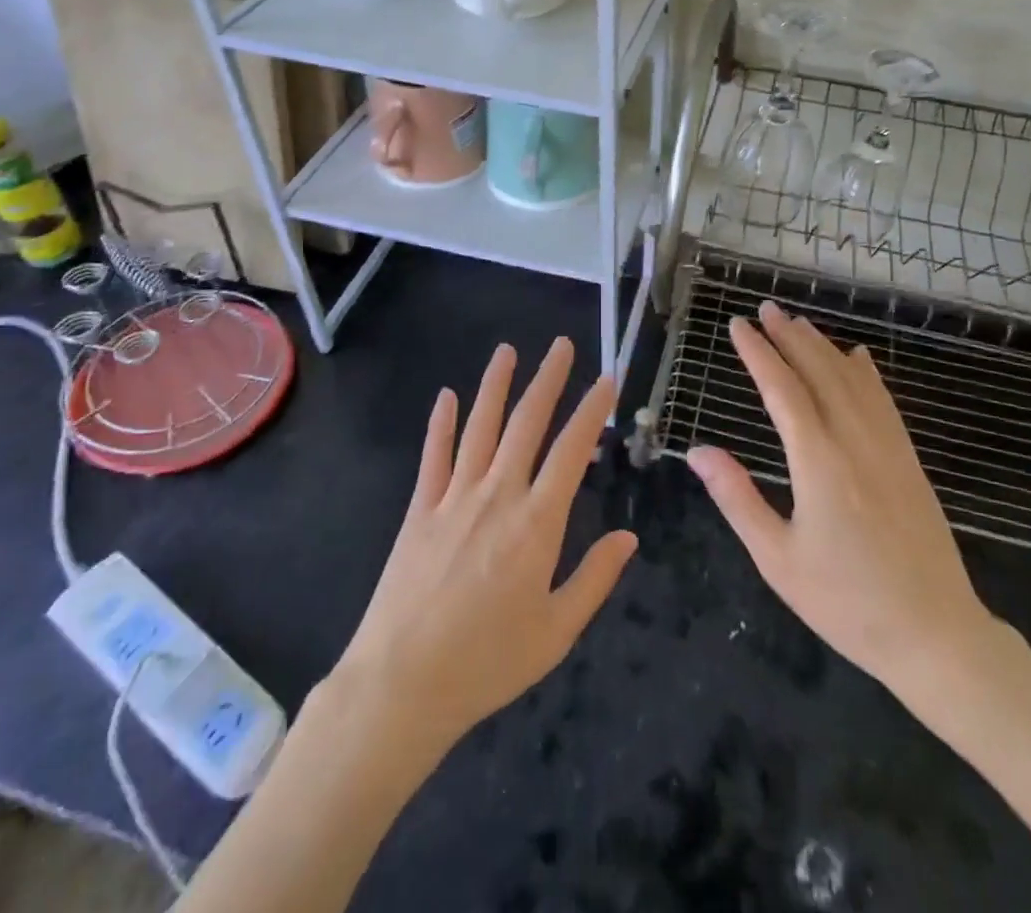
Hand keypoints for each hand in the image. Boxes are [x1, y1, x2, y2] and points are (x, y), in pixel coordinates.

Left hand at [333, 338, 636, 755]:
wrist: (402, 684)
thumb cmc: (488, 662)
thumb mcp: (556, 631)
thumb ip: (595, 578)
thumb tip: (629, 536)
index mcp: (537, 522)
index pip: (572, 450)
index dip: (591, 411)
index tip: (606, 379)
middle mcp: (498, 495)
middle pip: (527, 423)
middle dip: (548, 379)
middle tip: (562, 345)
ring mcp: (455, 498)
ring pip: (480, 427)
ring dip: (495, 386)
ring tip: (507, 351)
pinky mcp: (421, 510)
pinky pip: (433, 456)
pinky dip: (440, 423)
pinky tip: (445, 396)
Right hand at [686, 302, 1002, 699]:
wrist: (935, 634)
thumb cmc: (847, 603)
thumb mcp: (778, 559)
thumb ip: (737, 498)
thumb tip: (697, 452)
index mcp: (818, 461)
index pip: (782, 389)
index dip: (757, 353)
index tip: (737, 326)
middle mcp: (854, 440)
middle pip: (819, 371)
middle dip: (789, 337)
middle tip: (765, 309)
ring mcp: (888, 447)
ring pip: (853, 380)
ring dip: (823, 346)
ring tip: (799, 323)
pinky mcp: (909, 460)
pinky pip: (884, 401)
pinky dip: (866, 372)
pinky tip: (859, 358)